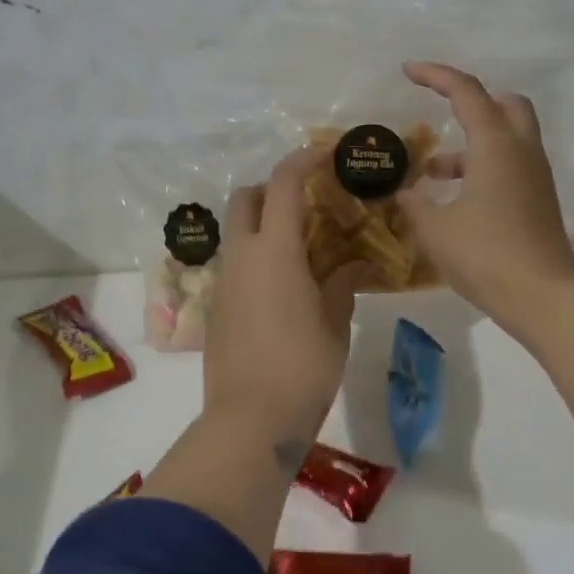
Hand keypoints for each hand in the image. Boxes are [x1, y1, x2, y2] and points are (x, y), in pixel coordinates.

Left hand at [204, 146, 368, 448]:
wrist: (250, 420)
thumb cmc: (303, 366)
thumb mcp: (334, 322)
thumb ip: (343, 283)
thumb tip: (357, 264)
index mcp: (274, 251)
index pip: (283, 184)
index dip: (303, 160)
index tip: (326, 153)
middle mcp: (242, 257)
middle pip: (245, 198)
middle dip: (272, 188)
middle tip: (308, 202)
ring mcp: (224, 283)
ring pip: (237, 232)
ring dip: (264, 224)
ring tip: (303, 247)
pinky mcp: (217, 309)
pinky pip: (236, 264)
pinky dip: (258, 256)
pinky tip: (286, 285)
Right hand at [394, 61, 573, 331]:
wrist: (543, 296)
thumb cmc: (485, 255)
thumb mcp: (435, 229)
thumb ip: (415, 204)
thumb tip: (405, 192)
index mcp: (495, 144)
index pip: (466, 92)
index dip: (435, 75)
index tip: (408, 72)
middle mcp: (521, 150)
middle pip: (504, 104)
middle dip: (472, 102)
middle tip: (442, 115)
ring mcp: (536, 176)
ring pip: (508, 138)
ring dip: (472, 144)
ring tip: (431, 173)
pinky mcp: (539, 200)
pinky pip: (511, 166)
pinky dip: (484, 168)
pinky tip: (456, 200)